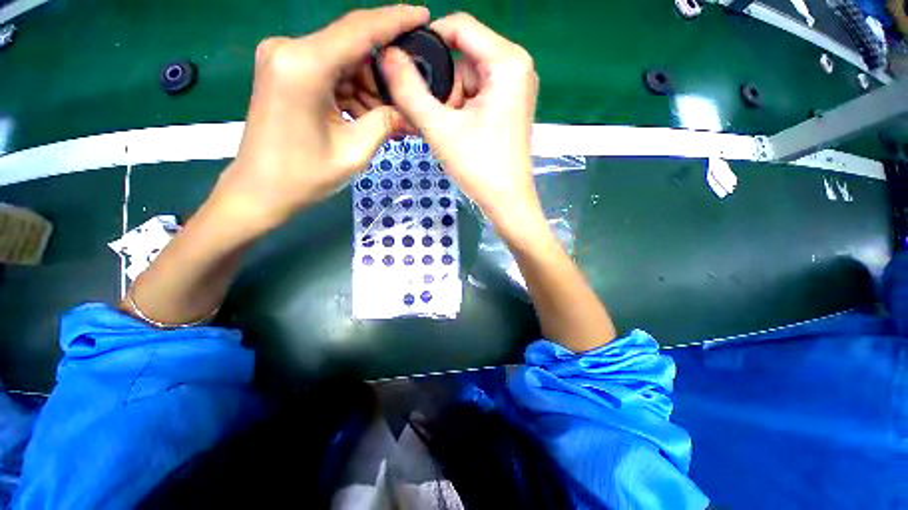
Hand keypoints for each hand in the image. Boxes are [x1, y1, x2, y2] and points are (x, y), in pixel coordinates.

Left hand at [210, 6, 429, 237]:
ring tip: (390, 118)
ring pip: (344, 63)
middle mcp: (290, 50)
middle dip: (385, 73)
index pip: (360, 29)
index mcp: (304, 65)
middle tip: (408, 100)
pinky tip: (368, 116)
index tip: (424, 15)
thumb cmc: (304, 176)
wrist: (259, 191)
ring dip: (370, 88)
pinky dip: (353, 92)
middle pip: (352, 47)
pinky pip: (330, 73)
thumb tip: (410, 111)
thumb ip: (385, 123)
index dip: (395, 20)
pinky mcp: (285, 73)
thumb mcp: (355, 152)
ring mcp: (284, 60)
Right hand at [381, 13, 541, 237]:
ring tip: (446, 130)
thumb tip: (388, 55)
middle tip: (434, 117)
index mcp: (508, 61)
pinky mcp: (511, 106)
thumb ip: (410, 90)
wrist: (507, 202)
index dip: (426, 40)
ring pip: (469, 77)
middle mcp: (517, 66)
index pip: (459, 26)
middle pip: (464, 55)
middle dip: (442, 83)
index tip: (405, 66)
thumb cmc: (479, 167)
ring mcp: (516, 87)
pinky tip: (458, 132)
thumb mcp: (440, 128)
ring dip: (450, 100)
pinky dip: (462, 108)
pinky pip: (478, 93)